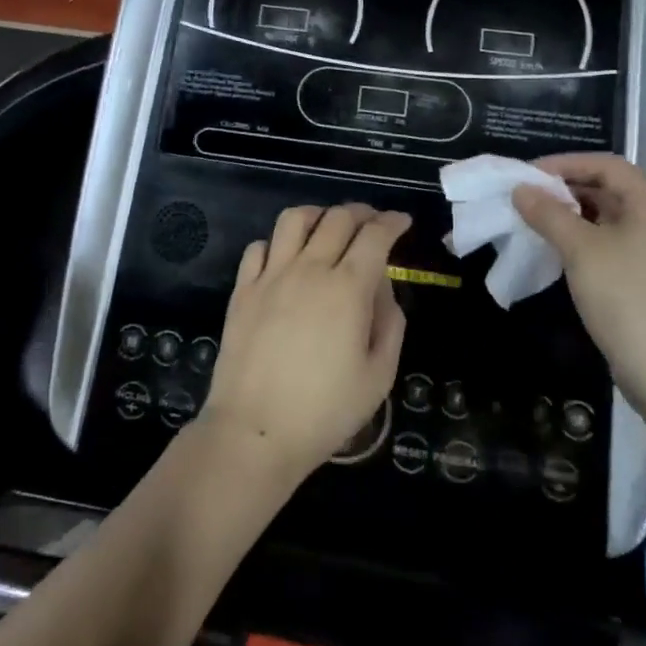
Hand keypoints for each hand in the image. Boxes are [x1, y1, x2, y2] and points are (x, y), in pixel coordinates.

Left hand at [200, 204, 409, 486]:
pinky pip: (258, 246)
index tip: (402, 222)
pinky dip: (278, 243)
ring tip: (328, 227)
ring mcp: (271, 276)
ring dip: (318, 215)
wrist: (254, 433)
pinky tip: (286, 258)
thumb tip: (383, 289)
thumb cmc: (324, 411)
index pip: (375, 235)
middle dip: (362, 213)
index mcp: (348, 288)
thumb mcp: (379, 376)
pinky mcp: (243, 290)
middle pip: (338, 218)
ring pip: (295, 219)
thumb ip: (390, 324)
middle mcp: (310, 269)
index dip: (393, 222)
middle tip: (372, 224)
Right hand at [512, 154, 645, 418]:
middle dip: (567, 188)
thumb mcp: (580, 250)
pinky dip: (587, 236)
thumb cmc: (624, 297)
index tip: (528, 175)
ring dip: (574, 213)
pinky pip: (616, 240)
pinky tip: (560, 247)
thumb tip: (520, 190)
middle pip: (610, 187)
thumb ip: (548, 213)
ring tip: (537, 219)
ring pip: (611, 215)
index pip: (605, 165)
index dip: (564, 164)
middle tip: (528, 196)